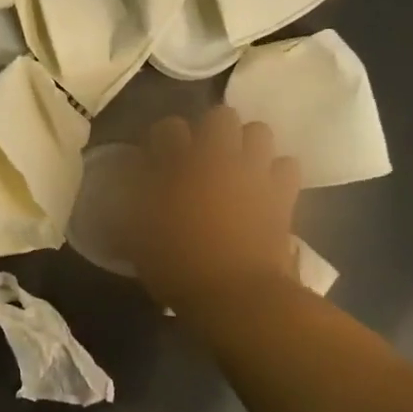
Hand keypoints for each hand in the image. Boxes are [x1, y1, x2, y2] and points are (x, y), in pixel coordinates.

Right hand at [124, 105, 301, 312]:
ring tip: (235, 167)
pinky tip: (264, 189)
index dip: (161, 140)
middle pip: (220, 116)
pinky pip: (286, 166)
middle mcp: (219, 159)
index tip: (156, 158)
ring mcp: (255, 173)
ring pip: (259, 132)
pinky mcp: (283, 194)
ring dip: (246, 144)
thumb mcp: (137, 241)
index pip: (168, 128)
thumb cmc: (178, 267)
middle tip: (200, 158)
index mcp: (179, 166)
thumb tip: (125, 193)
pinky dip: (275, 172)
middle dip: (210, 131)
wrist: (237, 295)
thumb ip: (129, 210)